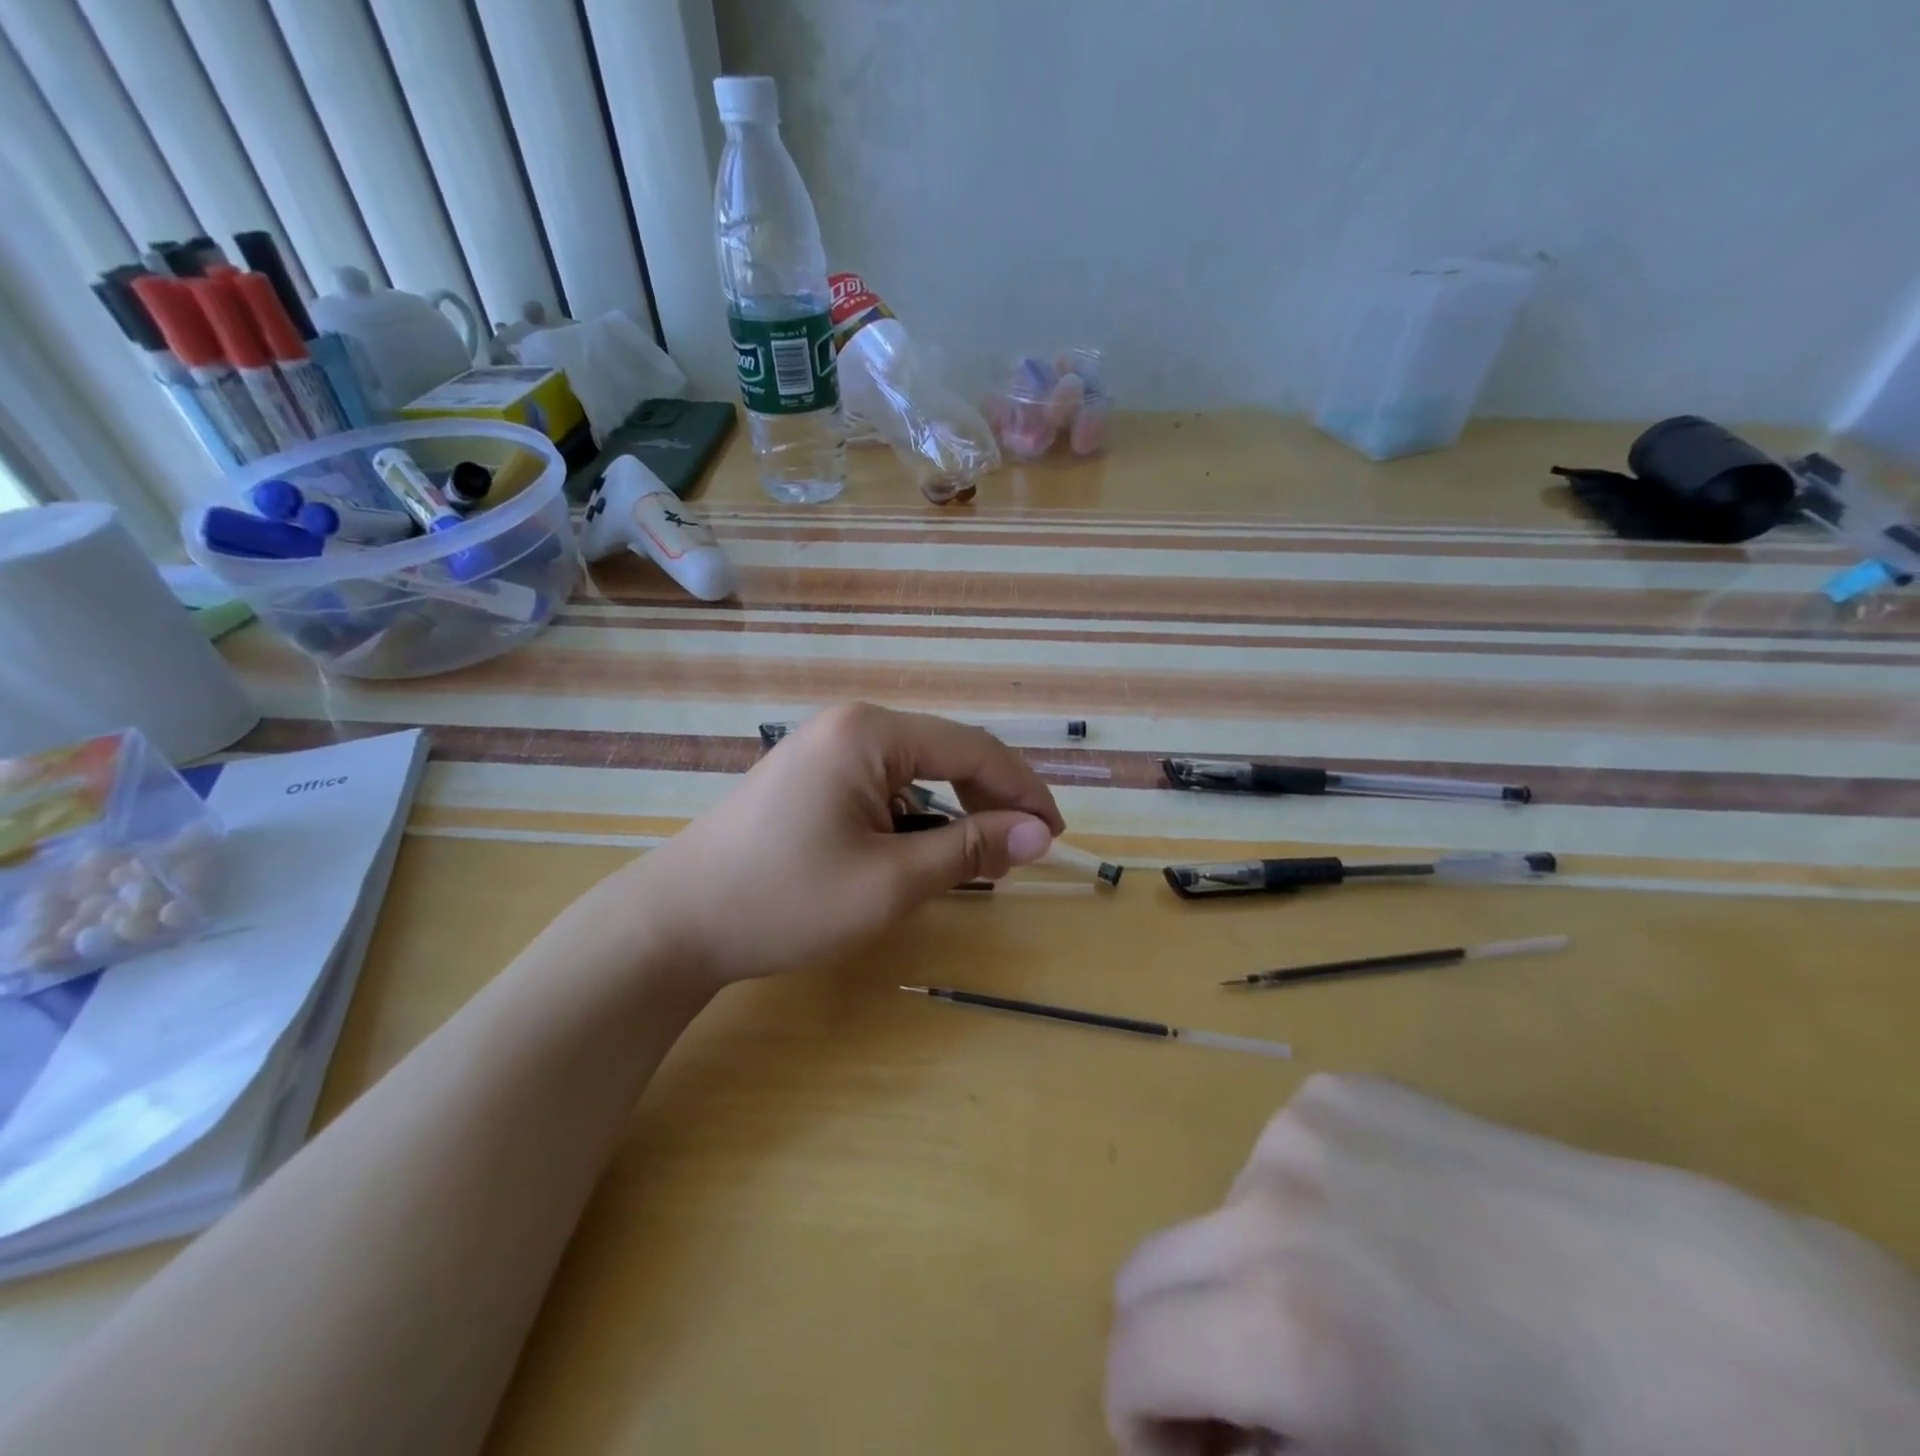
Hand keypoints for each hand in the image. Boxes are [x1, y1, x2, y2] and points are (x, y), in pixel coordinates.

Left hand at [608, 704, 1063, 985]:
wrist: (677, 922)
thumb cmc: (787, 899)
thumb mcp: (891, 881)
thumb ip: (970, 850)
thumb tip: (1039, 835)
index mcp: (871, 733)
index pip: (973, 750)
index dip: (1022, 791)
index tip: (1055, 835)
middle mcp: (850, 724)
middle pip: (945, 753)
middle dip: (990, 800)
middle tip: (1021, 851)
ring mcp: (824, 747)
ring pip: (914, 771)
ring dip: (952, 811)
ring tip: (975, 858)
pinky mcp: (809, 775)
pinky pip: (882, 784)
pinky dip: (913, 816)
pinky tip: (918, 850)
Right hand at [1106, 1074, 1919, 1454]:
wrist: (1671, 1315)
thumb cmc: (1545, 1442)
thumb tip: (1215, 1437)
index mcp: (1286, 1328)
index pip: (1135, 1354)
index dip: (1140, 1418)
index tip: (1187, 1448)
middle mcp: (1268, 1208)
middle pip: (1148, 1271)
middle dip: (1177, 1342)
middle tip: (1245, 1387)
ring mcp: (1296, 1132)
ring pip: (1219, 1214)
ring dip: (1249, 1268)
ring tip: (1347, 1301)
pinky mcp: (1332, 1093)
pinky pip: (1277, 1156)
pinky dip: (1297, 1205)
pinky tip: (1381, 1229)